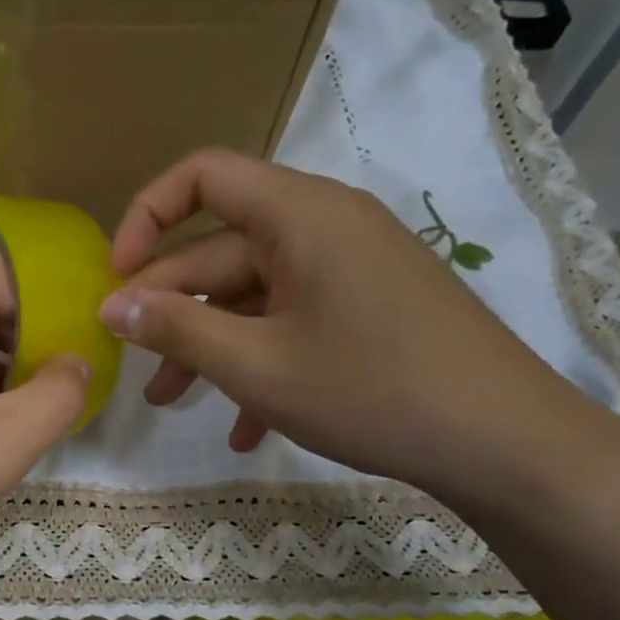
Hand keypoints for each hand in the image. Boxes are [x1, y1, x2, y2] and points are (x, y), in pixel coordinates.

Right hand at [100, 148, 619, 504]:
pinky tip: (244, 426)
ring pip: (254, 295)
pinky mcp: (369, 308)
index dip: (146, 216)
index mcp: (300, 216)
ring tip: (171, 403)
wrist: (507, 443)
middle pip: (222, 250)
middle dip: (171, 309)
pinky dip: (261, 363)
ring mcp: (351, 269)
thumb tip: (112, 307)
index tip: (117, 277)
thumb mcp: (255, 364)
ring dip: (210, 345)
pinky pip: (295, 321)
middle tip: (134, 364)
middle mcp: (326, 227)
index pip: (204, 176)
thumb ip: (176, 328)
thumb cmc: (371, 390)